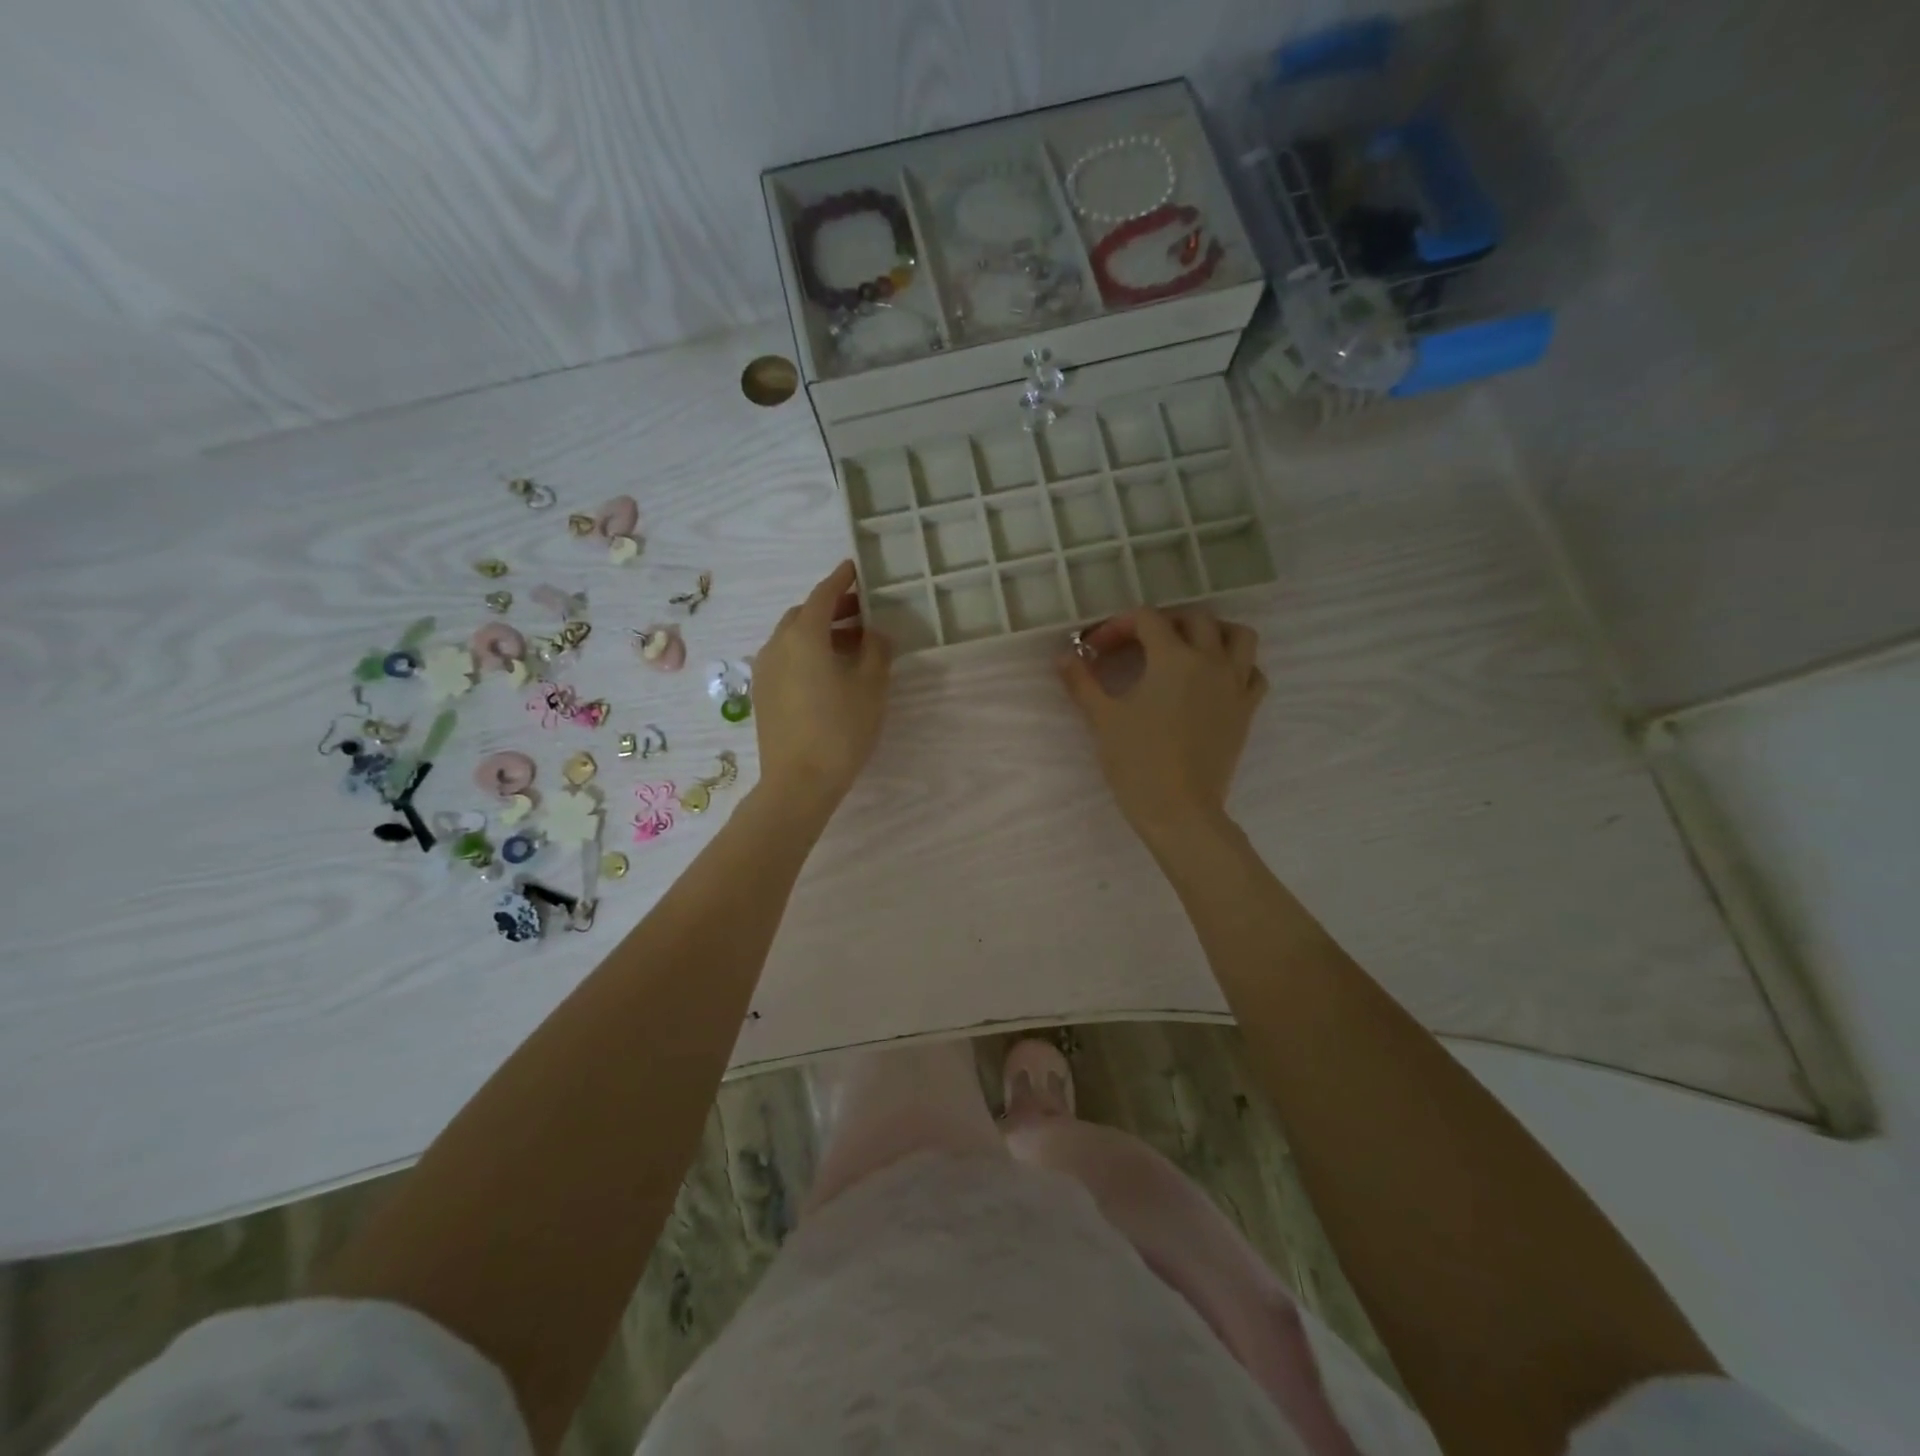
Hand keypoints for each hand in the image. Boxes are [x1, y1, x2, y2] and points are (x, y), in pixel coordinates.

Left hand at [751, 560, 892, 816]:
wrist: (799, 782)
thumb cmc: (841, 729)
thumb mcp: (871, 686)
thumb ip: (877, 650)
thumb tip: (875, 633)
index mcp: (803, 636)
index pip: (823, 595)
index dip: (841, 580)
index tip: (854, 568)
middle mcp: (777, 645)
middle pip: (805, 615)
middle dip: (832, 609)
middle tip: (862, 614)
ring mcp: (765, 671)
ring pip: (793, 638)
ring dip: (821, 633)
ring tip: (852, 645)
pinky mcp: (763, 694)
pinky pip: (786, 659)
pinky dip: (808, 653)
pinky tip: (830, 672)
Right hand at [1057, 607, 1266, 848]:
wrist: (1179, 809)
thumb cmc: (1137, 761)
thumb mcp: (1102, 718)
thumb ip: (1082, 681)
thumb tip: (1063, 656)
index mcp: (1173, 658)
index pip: (1146, 620)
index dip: (1117, 626)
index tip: (1097, 650)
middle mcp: (1210, 661)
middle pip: (1195, 619)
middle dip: (1164, 623)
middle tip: (1138, 644)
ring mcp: (1234, 685)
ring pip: (1238, 637)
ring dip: (1213, 632)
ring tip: (1188, 647)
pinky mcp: (1246, 710)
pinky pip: (1253, 673)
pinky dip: (1238, 666)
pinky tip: (1215, 679)